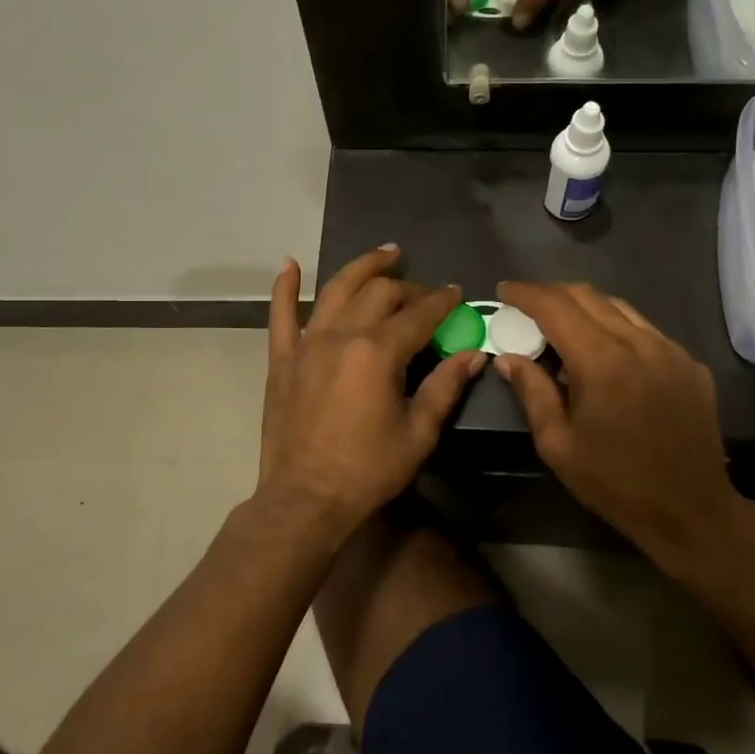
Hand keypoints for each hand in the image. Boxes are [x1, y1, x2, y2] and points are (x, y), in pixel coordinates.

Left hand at [257, 246, 486, 538]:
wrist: (305, 499)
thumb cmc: (368, 470)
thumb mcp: (418, 433)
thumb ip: (445, 387)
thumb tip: (474, 354)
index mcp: (378, 352)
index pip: (418, 315)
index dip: (441, 301)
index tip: (456, 293)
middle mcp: (342, 336)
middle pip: (379, 294)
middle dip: (407, 287)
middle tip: (423, 293)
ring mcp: (306, 344)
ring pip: (335, 290)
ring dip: (361, 268)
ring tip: (384, 254)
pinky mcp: (282, 359)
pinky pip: (280, 314)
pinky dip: (285, 287)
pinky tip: (290, 264)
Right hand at [491, 281, 743, 570]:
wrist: (690, 510)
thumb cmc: (614, 481)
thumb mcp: (557, 443)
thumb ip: (532, 391)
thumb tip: (508, 357)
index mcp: (601, 361)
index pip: (555, 307)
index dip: (525, 293)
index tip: (504, 290)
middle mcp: (639, 342)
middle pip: (588, 296)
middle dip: (552, 294)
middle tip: (527, 306)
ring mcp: (671, 350)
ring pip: (620, 308)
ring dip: (585, 308)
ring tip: (564, 326)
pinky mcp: (690, 364)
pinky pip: (647, 331)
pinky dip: (617, 329)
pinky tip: (608, 354)